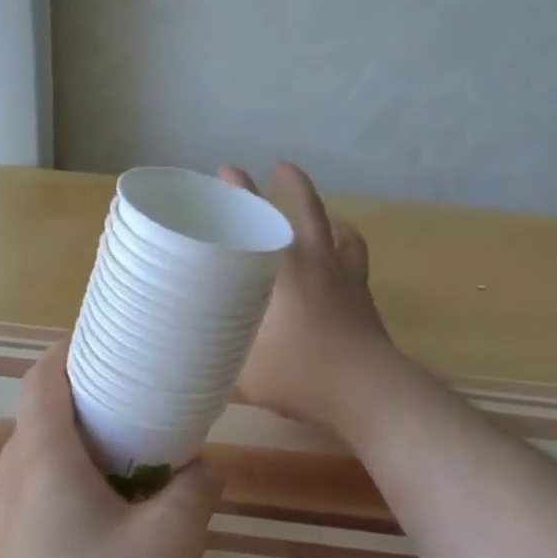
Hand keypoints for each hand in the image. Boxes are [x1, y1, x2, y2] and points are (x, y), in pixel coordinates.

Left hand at [0, 342, 220, 557]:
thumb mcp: (173, 544)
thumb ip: (195, 493)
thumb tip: (203, 471)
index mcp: (40, 460)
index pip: (39, 381)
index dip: (65, 354)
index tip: (100, 347)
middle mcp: (2, 485)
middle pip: (28, 423)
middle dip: (70, 409)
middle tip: (122, 418)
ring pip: (12, 468)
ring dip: (49, 455)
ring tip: (95, 475)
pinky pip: (5, 512)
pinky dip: (33, 499)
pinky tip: (67, 533)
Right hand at [217, 162, 398, 431]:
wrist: (366, 389)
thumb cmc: (300, 372)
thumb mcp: (244, 373)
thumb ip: (218, 363)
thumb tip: (190, 365)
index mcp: (283, 271)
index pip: (258, 220)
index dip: (241, 192)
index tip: (227, 170)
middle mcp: (316, 264)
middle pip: (307, 210)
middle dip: (292, 185)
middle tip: (280, 168)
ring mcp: (346, 279)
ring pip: (342, 233)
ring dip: (330, 218)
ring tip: (323, 217)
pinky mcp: (365, 300)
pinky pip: (357, 263)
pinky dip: (348, 252)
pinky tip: (342, 262)